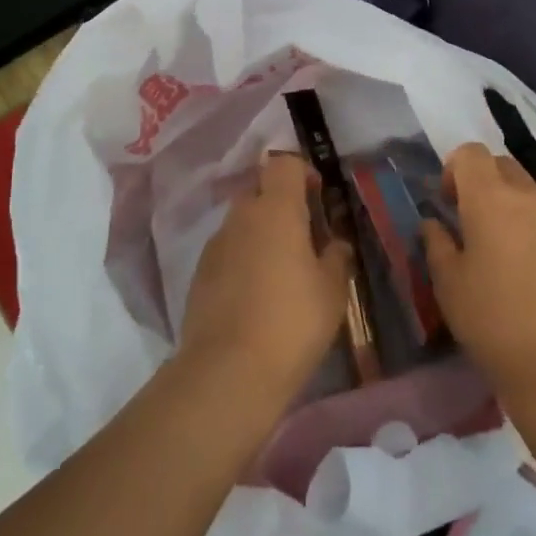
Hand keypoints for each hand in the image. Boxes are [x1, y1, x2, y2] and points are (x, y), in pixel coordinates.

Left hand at [179, 152, 354, 407]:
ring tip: (281, 271)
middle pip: (260, 189)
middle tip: (304, 237)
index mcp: (276, 209)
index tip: (318, 198)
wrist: (227, 372)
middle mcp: (241, 216)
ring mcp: (215, 244)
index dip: (302, 172)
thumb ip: (336, 257)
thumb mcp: (332, 291)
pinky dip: (242, 259)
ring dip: (260, 233)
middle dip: (281, 204)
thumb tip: (335, 245)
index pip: (284, 163)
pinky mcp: (199, 274)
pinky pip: (226, 250)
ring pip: (241, 222)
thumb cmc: (291, 322)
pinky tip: (256, 295)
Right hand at [422, 143, 535, 401]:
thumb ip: (436, 242)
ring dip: (511, 205)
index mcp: (490, 198)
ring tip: (505, 250)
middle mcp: (529, 196)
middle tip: (472, 223)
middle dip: (483, 182)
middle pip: (501, 165)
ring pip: (529, 191)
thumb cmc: (492, 321)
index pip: (470, 153)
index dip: (453, 170)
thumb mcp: (447, 283)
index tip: (448, 204)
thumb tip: (434, 223)